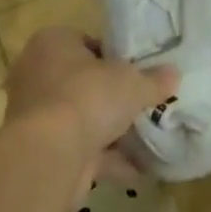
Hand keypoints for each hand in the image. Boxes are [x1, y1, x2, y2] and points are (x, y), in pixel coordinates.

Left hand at [3, 26, 178, 190]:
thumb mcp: (132, 83)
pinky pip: (81, 150)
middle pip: (83, 82)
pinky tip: (139, 169)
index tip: (137, 71)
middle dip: (112, 97)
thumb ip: (154, 79)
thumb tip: (174, 74)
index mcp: (52, 44)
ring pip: (81, 119)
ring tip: (148, 138)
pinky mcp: (42, 150)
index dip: (114, 56)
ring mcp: (36, 116)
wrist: (49, 154)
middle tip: (143, 103)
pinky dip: (107, 160)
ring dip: (110, 131)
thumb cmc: (87, 97)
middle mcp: (37, 75)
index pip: (85, 42)